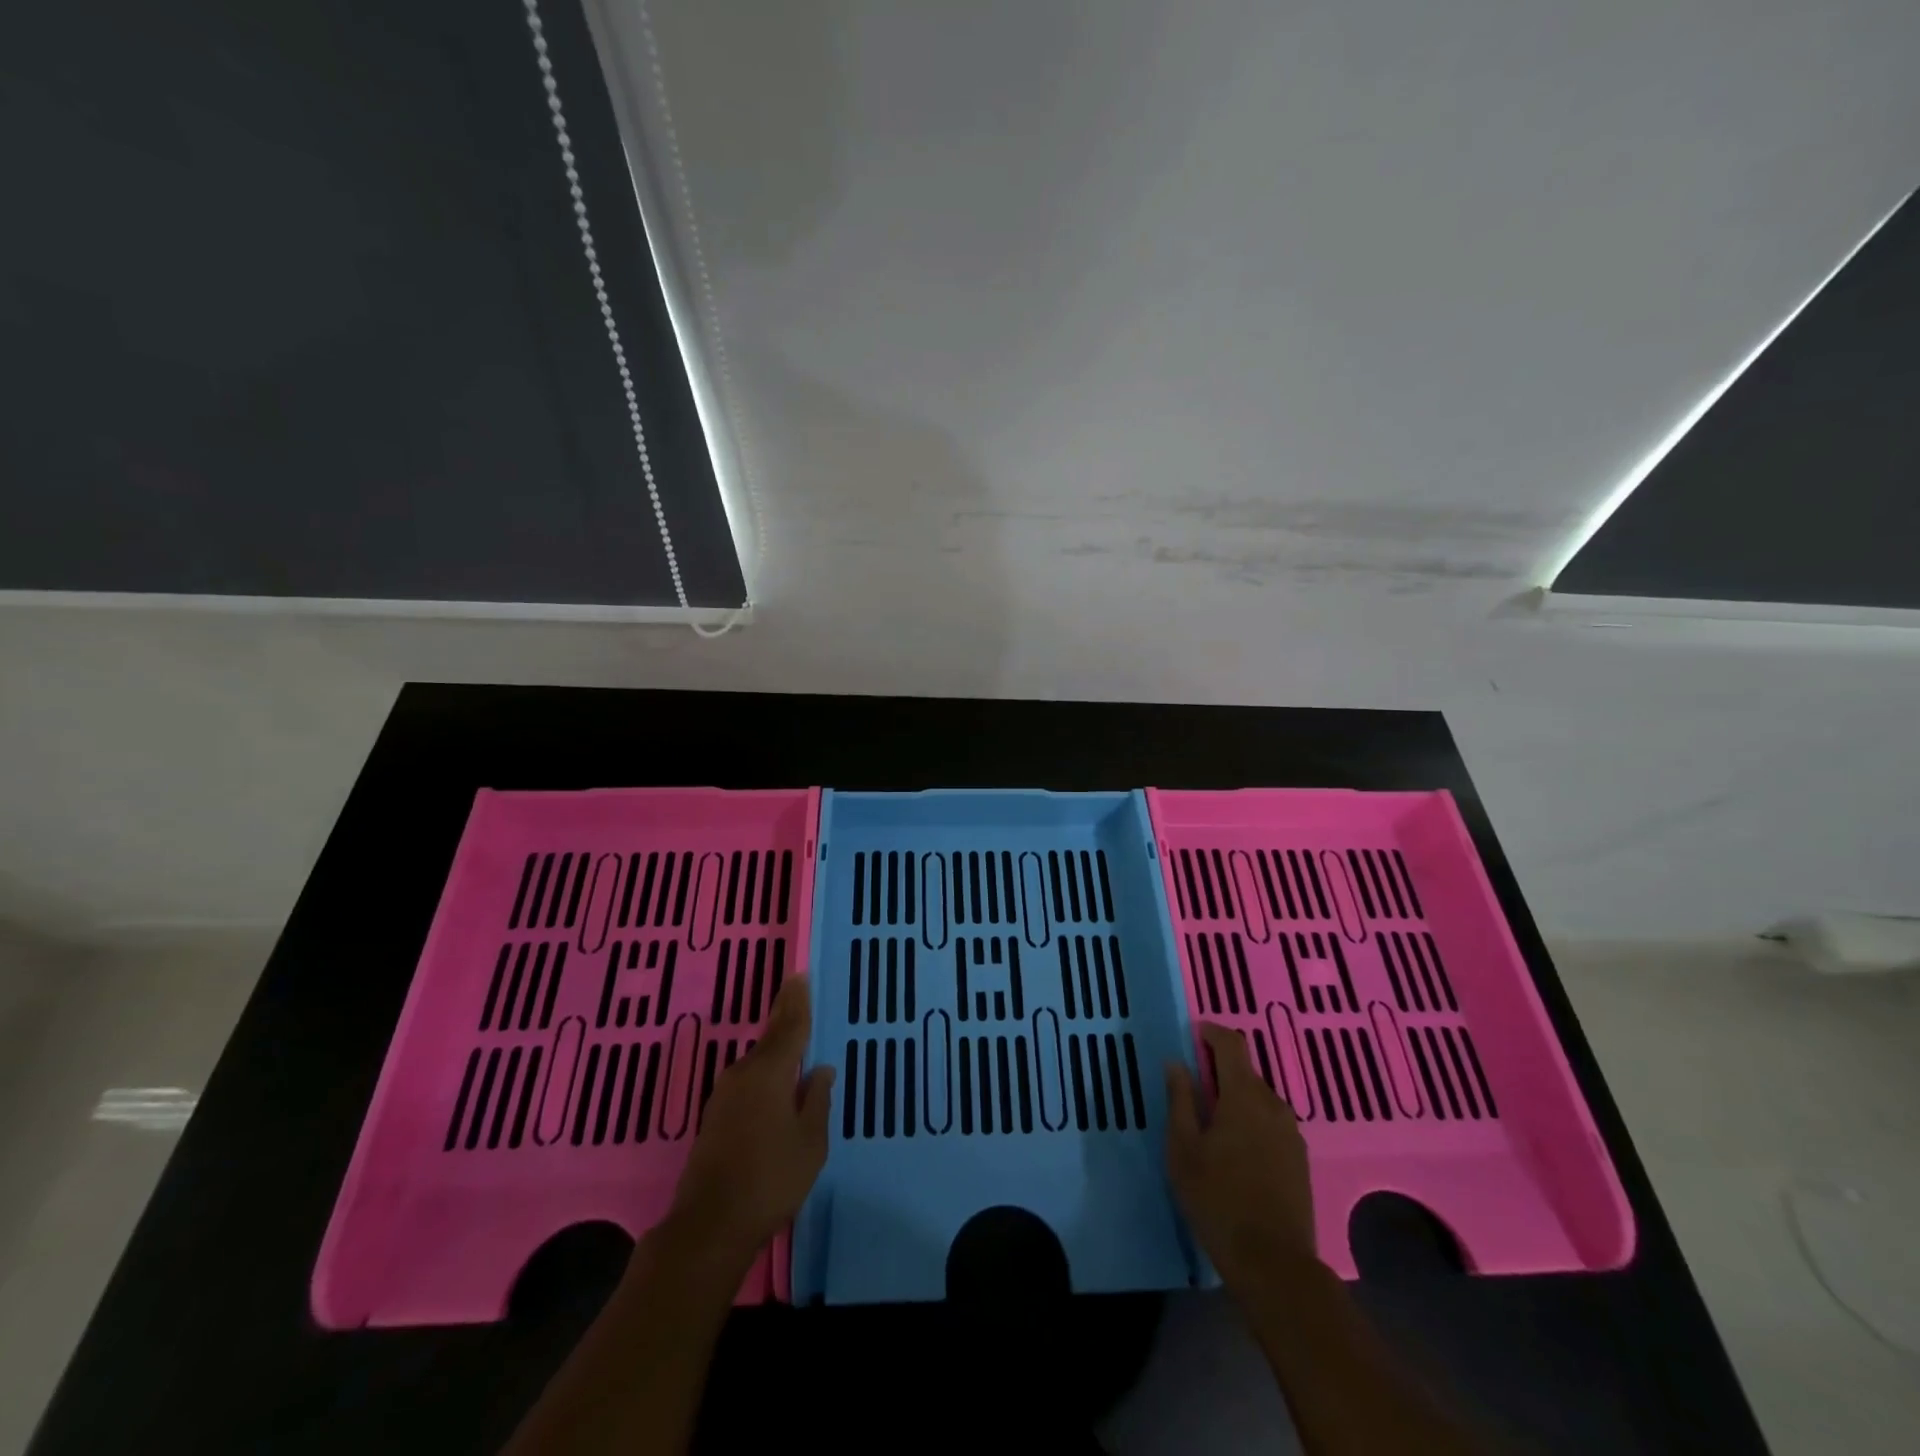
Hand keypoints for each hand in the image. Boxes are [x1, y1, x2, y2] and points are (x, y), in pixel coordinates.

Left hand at [667, 977, 834, 1262]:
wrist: (709, 1225)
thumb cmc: (771, 1179)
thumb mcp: (810, 1142)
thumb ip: (817, 1100)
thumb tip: (820, 1069)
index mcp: (771, 1073)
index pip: (790, 1027)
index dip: (797, 1001)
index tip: (800, 976)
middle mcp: (744, 1074)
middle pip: (770, 1037)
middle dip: (784, 1014)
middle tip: (795, 989)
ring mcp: (724, 1095)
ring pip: (757, 1059)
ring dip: (774, 1044)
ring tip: (790, 1031)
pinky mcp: (714, 1117)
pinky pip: (747, 1080)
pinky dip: (763, 1069)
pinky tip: (773, 1078)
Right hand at [1165, 1021, 1318, 1293]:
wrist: (1274, 1264)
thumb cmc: (1217, 1199)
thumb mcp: (1183, 1148)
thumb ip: (1180, 1099)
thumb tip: (1176, 1063)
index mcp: (1244, 1095)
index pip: (1232, 1043)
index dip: (1211, 1033)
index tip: (1193, 1035)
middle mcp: (1273, 1105)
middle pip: (1245, 1072)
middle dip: (1219, 1072)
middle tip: (1192, 1091)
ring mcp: (1291, 1133)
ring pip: (1259, 1099)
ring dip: (1236, 1099)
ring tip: (1211, 1125)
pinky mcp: (1299, 1159)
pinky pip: (1271, 1123)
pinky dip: (1251, 1122)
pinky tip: (1235, 1151)